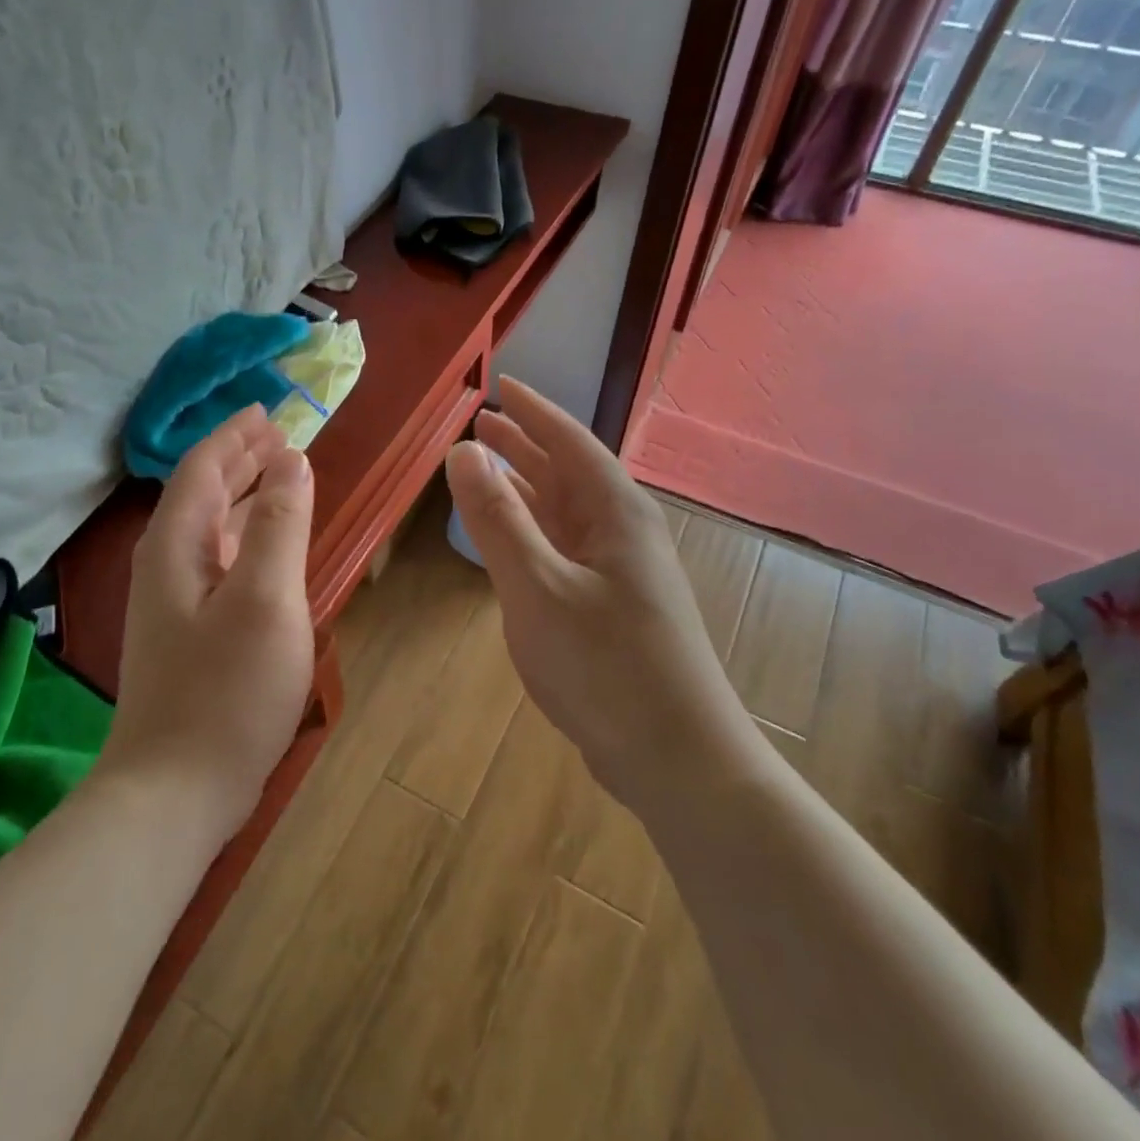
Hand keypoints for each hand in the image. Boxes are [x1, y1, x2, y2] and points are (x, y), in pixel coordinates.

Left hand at [111, 406, 315, 837]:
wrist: (175, 791)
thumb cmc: (226, 691)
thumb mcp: (266, 599)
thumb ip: (281, 525)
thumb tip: (293, 462)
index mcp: (177, 545)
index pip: (202, 468)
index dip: (235, 436)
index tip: (269, 411)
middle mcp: (168, 564)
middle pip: (202, 494)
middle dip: (240, 460)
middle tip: (282, 438)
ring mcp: (176, 602)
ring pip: (211, 529)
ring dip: (245, 497)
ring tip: (282, 477)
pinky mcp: (190, 634)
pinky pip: (221, 562)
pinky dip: (247, 538)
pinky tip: (269, 547)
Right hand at [445, 379, 765, 812]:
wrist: (676, 756)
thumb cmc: (605, 665)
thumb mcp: (537, 587)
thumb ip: (497, 518)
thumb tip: (462, 451)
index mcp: (615, 512)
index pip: (570, 440)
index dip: (533, 411)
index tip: (502, 384)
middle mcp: (622, 531)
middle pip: (568, 472)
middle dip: (525, 445)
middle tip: (482, 424)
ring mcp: (621, 570)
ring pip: (566, 512)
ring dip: (528, 487)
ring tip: (488, 467)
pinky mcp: (613, 606)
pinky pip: (566, 547)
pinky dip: (534, 531)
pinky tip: (514, 538)